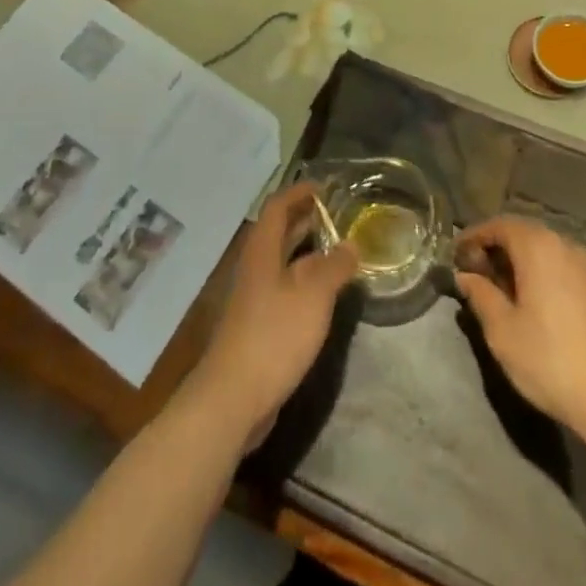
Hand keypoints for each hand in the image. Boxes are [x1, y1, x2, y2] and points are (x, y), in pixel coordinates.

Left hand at [186, 182, 356, 450]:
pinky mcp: (258, 326)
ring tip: (338, 250)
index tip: (325, 187)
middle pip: (278, 232)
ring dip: (308, 252)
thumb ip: (335, 267)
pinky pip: (284, 289)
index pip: (278, 207)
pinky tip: (324, 295)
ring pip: (282, 262)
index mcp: (262, 251)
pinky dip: (305, 282)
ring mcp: (254, 299)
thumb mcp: (314, 296)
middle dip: (306, 219)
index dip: (299, 192)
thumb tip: (352, 245)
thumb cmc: (274, 335)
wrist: (233, 398)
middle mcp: (255, 268)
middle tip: (337, 214)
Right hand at [455, 215, 585, 446]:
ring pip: (543, 251)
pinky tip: (533, 303)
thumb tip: (466, 276)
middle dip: (495, 248)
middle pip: (522, 234)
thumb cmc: (551, 360)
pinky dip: (539, 274)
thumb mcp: (503, 332)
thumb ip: (480, 296)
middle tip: (475, 272)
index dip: (473, 237)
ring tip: (500, 290)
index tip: (455, 255)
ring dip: (518, 262)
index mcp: (537, 246)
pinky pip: (560, 267)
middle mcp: (563, 245)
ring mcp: (585, 267)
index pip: (498, 225)